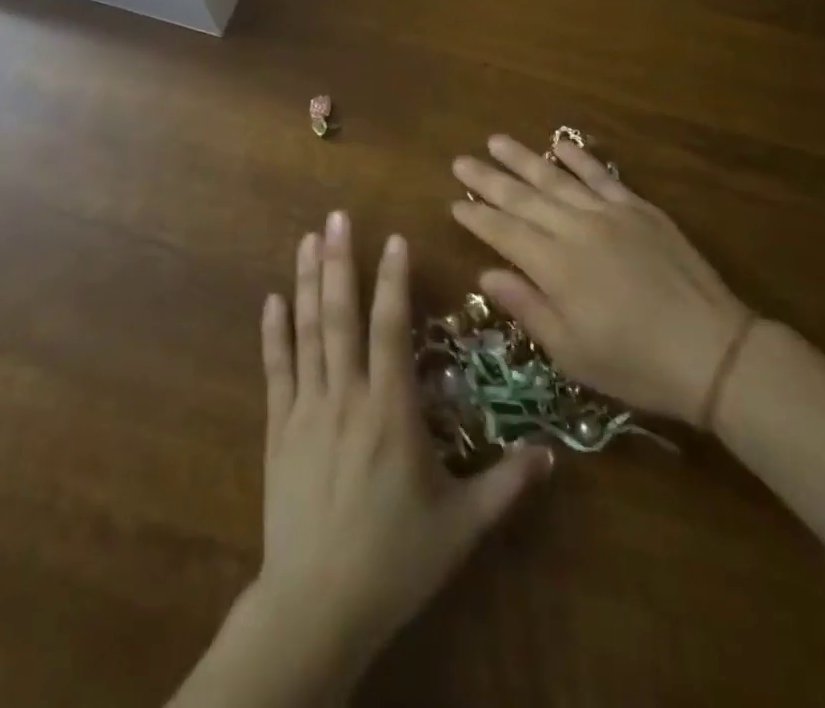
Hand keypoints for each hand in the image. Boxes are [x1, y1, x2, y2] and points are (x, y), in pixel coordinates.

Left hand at [246, 210, 552, 689]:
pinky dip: (273, 332)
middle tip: (335, 216)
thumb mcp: (461, 527)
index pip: (391, 328)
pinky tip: (271, 299)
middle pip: (341, 316)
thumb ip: (506, 484)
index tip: (393, 238)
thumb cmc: (394, 561)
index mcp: (391, 411)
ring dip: (306, 282)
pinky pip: (276, 370)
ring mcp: (306, 410)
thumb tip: (553, 453)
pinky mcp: (278, 430)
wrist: (317, 608)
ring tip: (306, 239)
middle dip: (339, 261)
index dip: (392, 280)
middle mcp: (347, 397)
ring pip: (307, 332)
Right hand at [451, 136, 751, 425]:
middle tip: (460, 160)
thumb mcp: (571, 352)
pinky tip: (559, 144)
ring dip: (523, 159)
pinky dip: (578, 158)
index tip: (453, 202)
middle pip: (523, 198)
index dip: (477, 217)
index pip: (504, 232)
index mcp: (555, 266)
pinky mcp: (639, 209)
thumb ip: (527, 307)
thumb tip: (486, 274)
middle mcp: (576, 229)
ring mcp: (609, 214)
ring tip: (496, 140)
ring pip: (557, 178)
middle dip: (488, 179)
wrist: (712, 351)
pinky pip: (602, 175)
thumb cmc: (634, 363)